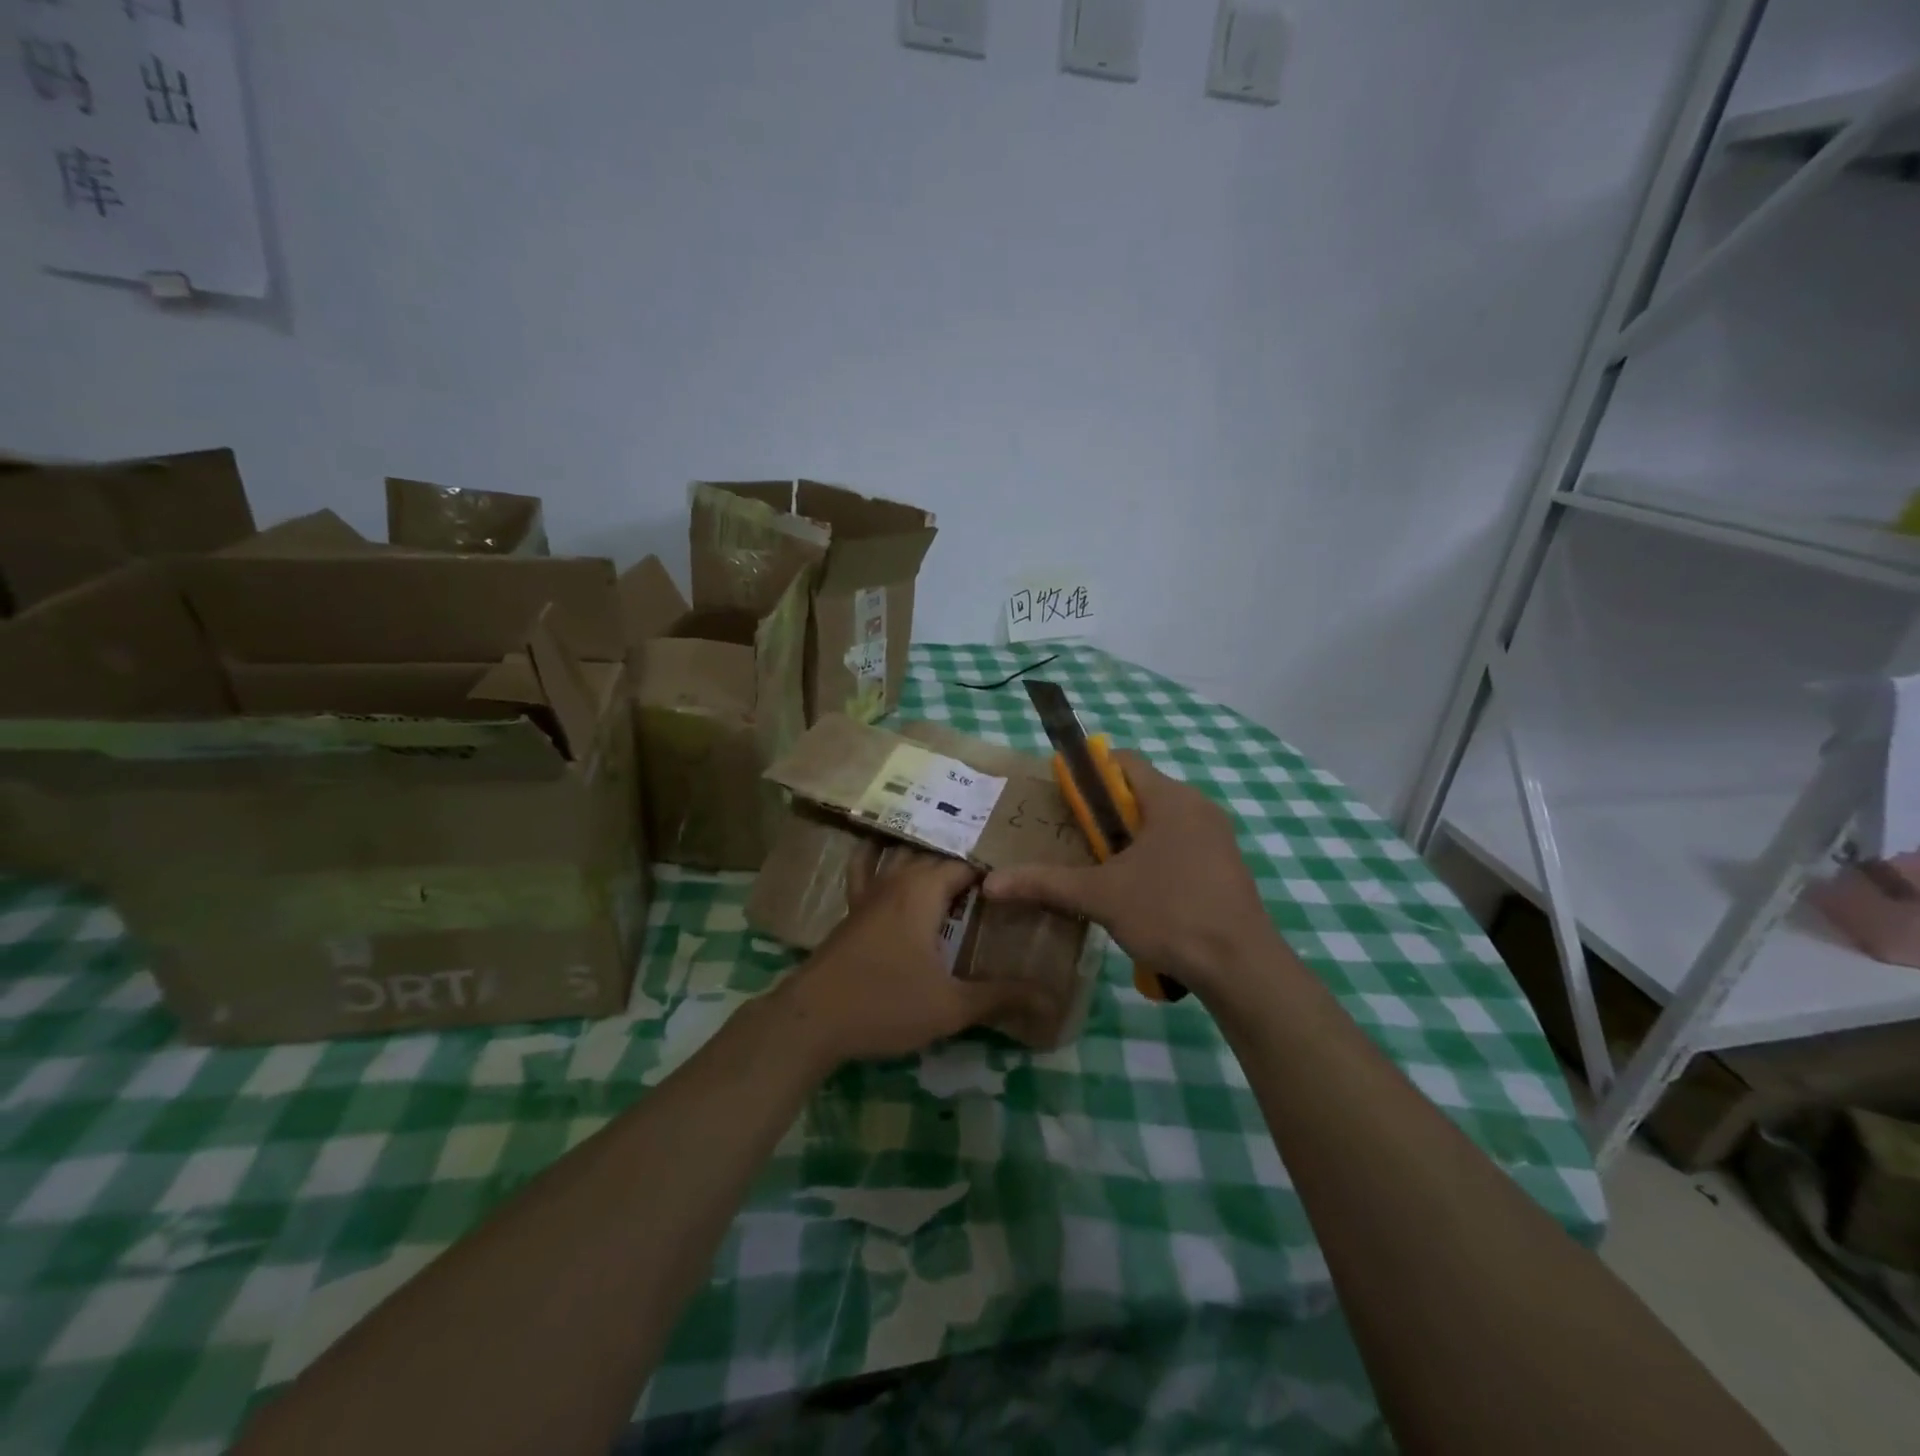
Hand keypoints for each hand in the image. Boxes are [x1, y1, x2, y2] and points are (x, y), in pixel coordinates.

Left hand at [773, 849, 1039, 1069]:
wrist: (811, 1020)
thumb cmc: (885, 1005)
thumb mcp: (950, 1006)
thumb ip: (1001, 997)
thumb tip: (1052, 999)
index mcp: (924, 890)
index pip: (968, 865)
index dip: (995, 872)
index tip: (1020, 883)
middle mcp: (897, 879)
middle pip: (938, 858)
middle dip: (967, 866)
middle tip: (999, 882)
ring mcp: (869, 891)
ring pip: (904, 858)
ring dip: (930, 860)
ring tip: (958, 870)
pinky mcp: (851, 909)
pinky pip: (866, 869)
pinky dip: (877, 857)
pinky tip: (881, 852)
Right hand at [982, 751, 1279, 997]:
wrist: (1242, 968)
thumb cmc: (1170, 914)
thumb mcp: (1100, 896)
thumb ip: (1045, 883)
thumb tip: (991, 883)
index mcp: (1171, 798)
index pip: (1122, 761)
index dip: (1087, 772)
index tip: (1061, 800)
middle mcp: (1198, 806)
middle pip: (1140, 792)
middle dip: (1103, 812)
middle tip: (1072, 839)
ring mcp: (1217, 837)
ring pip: (1160, 821)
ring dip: (1128, 838)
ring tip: (1098, 868)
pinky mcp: (1225, 865)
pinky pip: (1180, 844)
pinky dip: (1154, 856)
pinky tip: (1137, 891)